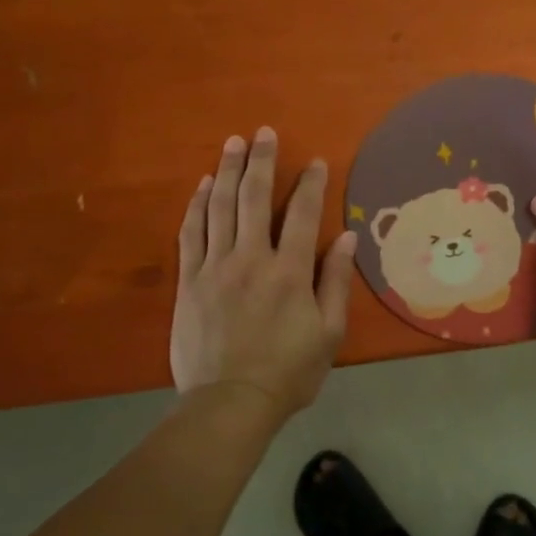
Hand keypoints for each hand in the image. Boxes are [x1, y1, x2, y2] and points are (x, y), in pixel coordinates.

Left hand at [172, 127, 357, 422]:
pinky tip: (204, 185)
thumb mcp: (328, 333)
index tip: (315, 161)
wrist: (229, 403)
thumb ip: (334, 282)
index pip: (304, 214)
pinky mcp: (189, 281)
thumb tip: (345, 239)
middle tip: (264, 132)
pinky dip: (198, 205)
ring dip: (229, 172)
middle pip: (256, 198)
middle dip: (262, 161)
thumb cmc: (289, 371)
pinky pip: (191, 233)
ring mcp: (215, 267)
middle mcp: (252, 259)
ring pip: (221, 207)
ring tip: (234, 143)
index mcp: (290, 272)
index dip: (311, 184)